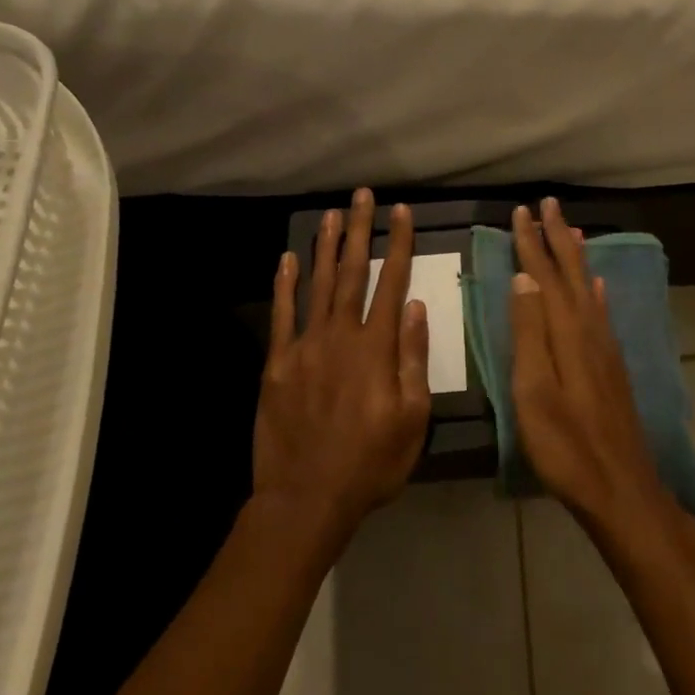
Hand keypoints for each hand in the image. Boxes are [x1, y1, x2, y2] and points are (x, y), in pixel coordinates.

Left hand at [255, 189, 431, 541]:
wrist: (307, 498)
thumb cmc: (371, 463)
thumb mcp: (412, 418)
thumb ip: (413, 359)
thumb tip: (417, 307)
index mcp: (376, 348)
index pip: (391, 283)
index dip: (398, 244)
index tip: (401, 212)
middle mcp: (340, 336)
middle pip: (352, 272)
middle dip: (359, 231)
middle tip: (361, 196)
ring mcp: (305, 347)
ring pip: (317, 285)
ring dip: (326, 247)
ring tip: (332, 214)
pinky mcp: (278, 364)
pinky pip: (282, 315)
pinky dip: (284, 285)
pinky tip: (288, 259)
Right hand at [510, 197, 672, 532]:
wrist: (621, 488)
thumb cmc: (566, 446)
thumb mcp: (533, 391)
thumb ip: (528, 333)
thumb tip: (524, 278)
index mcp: (566, 333)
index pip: (545, 276)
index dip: (532, 243)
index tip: (521, 211)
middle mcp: (590, 330)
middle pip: (571, 273)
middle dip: (557, 237)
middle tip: (548, 203)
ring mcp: (605, 348)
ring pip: (589, 287)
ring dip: (577, 256)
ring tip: (572, 229)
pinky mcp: (612, 366)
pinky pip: (603, 312)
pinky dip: (597, 292)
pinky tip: (599, 286)